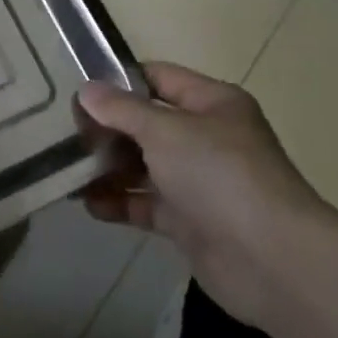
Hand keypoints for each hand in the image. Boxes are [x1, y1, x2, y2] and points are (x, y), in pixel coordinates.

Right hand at [79, 63, 334, 327]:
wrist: (270, 260)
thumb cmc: (218, 174)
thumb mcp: (165, 130)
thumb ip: (122, 110)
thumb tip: (86, 90)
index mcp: (212, 103)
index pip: (159, 78)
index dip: (120, 81)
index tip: (80, 91)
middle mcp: (208, 137)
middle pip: (149, 123)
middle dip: (109, 129)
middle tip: (66, 134)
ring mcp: (200, 182)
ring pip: (146, 165)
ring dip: (110, 168)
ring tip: (69, 170)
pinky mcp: (192, 222)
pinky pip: (148, 204)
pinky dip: (121, 203)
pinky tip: (89, 204)